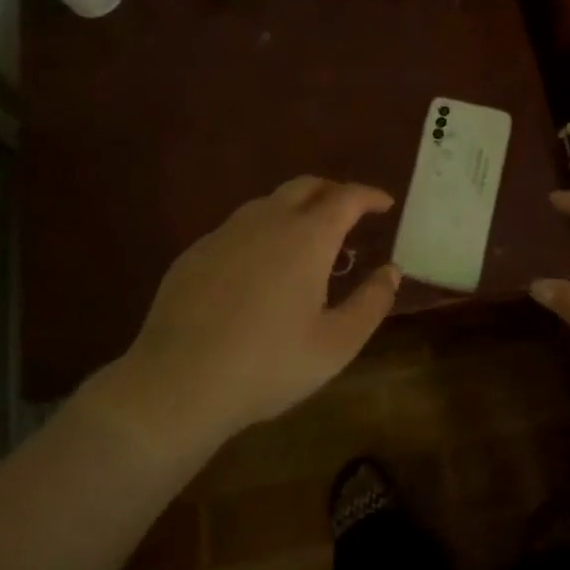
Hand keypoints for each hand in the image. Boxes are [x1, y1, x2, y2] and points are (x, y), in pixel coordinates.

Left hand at [116, 177, 400, 445]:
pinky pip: (239, 228)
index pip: (346, 197)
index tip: (384, 204)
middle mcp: (268, 221)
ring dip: (296, 210)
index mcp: (308, 237)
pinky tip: (260, 268)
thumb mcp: (336, 344)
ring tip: (307, 242)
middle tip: (349, 213)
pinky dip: (263, 232)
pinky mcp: (195, 252)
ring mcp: (226, 233)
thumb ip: (372, 302)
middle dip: (333, 192)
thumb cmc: (269, 364)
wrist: (178, 382)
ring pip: (269, 203)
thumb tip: (391, 271)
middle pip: (306, 186)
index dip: (369, 196)